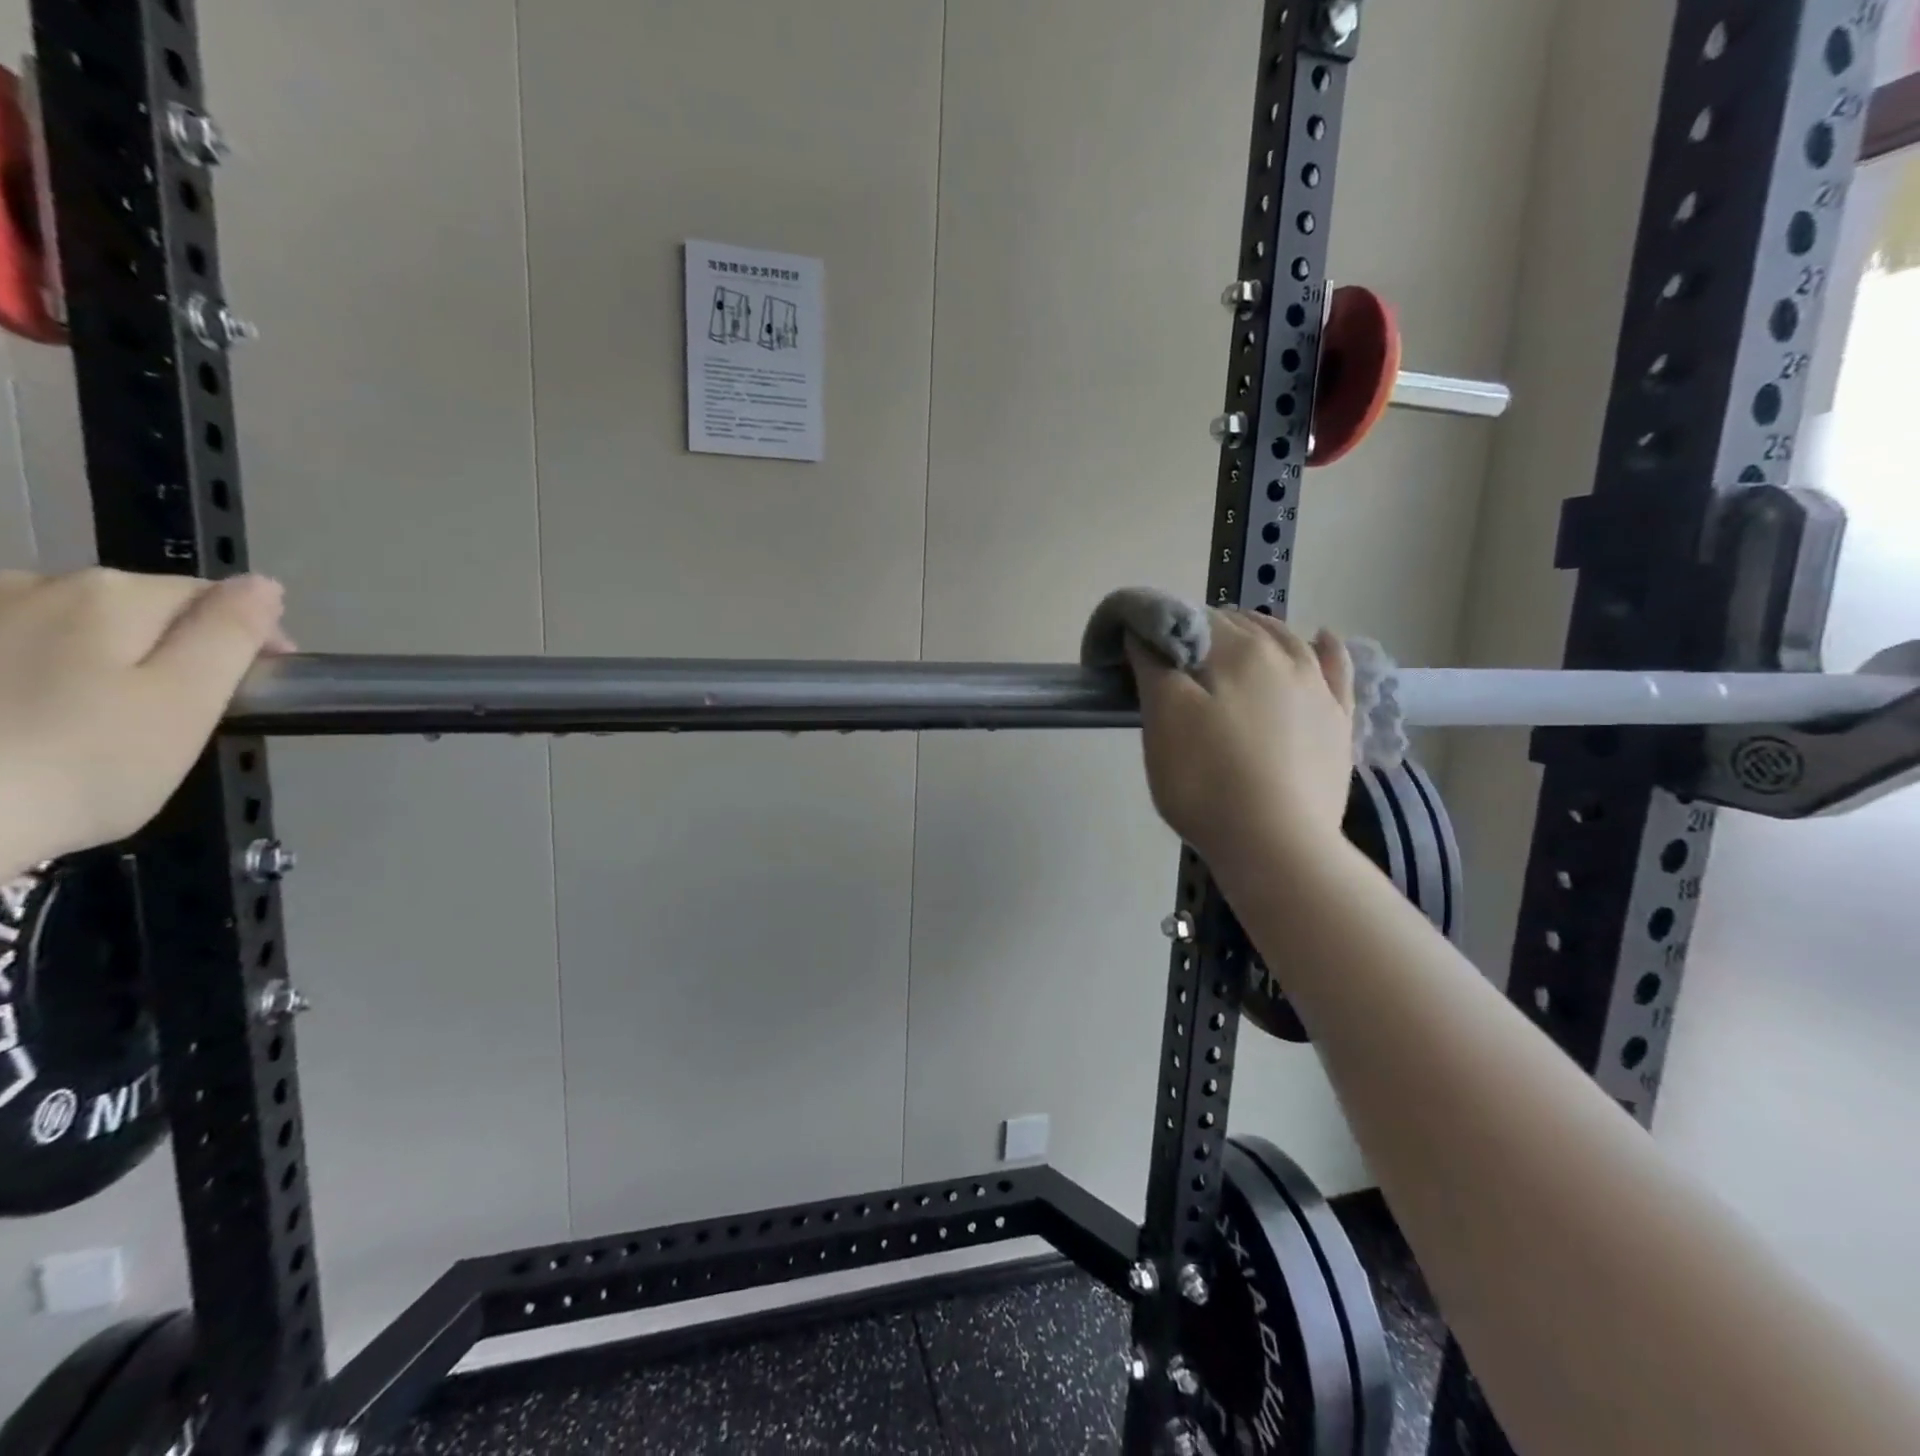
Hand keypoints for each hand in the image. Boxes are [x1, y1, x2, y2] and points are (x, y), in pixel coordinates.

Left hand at [0, 568, 291, 877]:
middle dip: (170, 646)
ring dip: (97, 656)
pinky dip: (35, 672)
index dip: (250, 636)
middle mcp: (35, 583)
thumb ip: (230, 635)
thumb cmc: (84, 763)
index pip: (212, 596)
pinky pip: (14, 648)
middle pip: (136, 607)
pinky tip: (29, 717)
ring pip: (67, 625)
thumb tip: (263, 585)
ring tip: (99, 719)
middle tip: (181, 716)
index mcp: (116, 595)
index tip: (261, 688)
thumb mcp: (187, 700)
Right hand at [1126, 609, 1354, 866]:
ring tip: (1234, 642)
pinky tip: (1321, 639)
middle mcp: (1283, 656)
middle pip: (1238, 625)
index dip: (1162, 631)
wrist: (1275, 843)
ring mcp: (1317, 688)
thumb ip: (1153, 665)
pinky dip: (1326, 648)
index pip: (1192, 620)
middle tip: (1176, 665)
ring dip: (1256, 632)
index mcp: (1235, 650)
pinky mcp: (1338, 722)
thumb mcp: (1162, 718)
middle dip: (1205, 632)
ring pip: (1286, 639)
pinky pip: (1336, 669)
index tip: (1142, 656)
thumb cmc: (1205, 779)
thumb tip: (1146, 632)